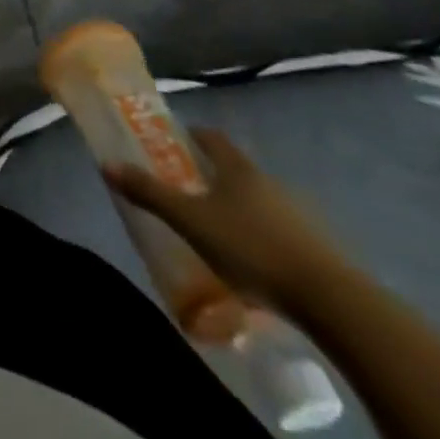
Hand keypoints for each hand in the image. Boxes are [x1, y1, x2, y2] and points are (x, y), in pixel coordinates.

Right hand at [104, 127, 348, 312]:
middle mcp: (269, 184)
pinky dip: (260, 238)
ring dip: (236, 210)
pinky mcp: (316, 250)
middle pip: (235, 170)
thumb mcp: (189, 221)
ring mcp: (298, 217)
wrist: (332, 302)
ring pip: (258, 203)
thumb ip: (149, 193)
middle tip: (184, 190)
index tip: (172, 142)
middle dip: (210, 176)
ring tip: (214, 232)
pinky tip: (249, 262)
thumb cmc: (251, 248)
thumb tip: (107, 164)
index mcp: (238, 169)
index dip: (191, 136)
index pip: (211, 138)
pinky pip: (278, 233)